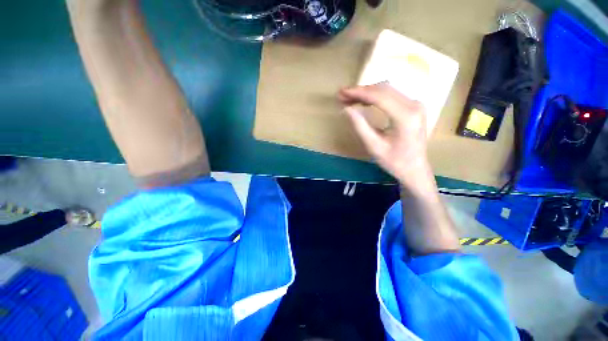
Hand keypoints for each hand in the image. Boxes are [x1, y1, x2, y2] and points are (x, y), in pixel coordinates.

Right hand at [339, 82, 433, 189]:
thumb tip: (346, 109)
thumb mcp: (374, 146)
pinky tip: (363, 101)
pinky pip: (392, 95)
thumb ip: (360, 126)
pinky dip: (375, 96)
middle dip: (361, 91)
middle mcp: (414, 105)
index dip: (358, 93)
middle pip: (383, 89)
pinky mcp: (413, 107)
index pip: (379, 96)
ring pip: (387, 90)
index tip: (341, 93)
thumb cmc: (394, 161)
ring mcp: (415, 104)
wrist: (414, 168)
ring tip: (350, 98)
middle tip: (342, 95)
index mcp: (405, 117)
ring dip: (367, 92)